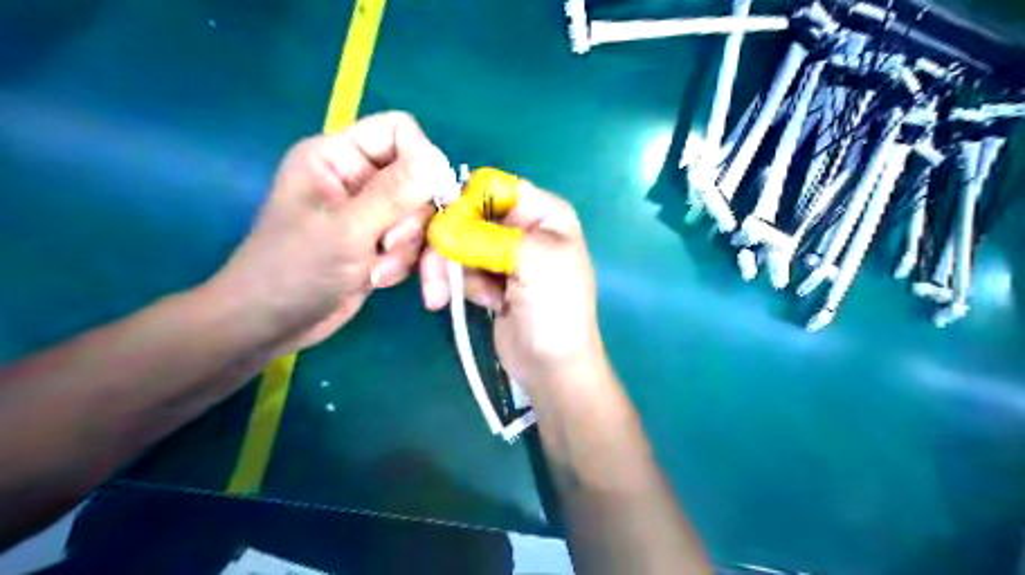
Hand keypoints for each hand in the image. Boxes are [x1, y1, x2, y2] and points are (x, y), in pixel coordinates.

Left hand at [210, 109, 451, 349]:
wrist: (272, 325)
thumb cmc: (294, 270)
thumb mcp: (347, 229)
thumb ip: (394, 193)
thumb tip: (440, 161)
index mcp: (338, 156)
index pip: (399, 132)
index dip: (423, 160)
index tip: (434, 197)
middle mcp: (358, 178)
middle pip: (418, 182)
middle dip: (412, 222)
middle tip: (389, 247)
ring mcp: (371, 212)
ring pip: (421, 218)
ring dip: (410, 251)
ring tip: (380, 276)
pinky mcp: (380, 242)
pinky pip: (414, 244)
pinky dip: (408, 265)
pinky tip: (381, 282)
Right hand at [420, 181, 601, 393]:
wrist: (553, 368)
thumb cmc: (555, 311)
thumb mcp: (532, 263)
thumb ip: (486, 236)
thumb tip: (441, 225)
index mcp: (543, 212)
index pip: (490, 188)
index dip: (462, 205)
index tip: (441, 231)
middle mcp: (522, 227)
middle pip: (467, 216)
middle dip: (444, 246)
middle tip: (429, 279)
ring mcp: (503, 254)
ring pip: (457, 243)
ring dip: (445, 271)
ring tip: (439, 298)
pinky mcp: (488, 279)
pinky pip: (459, 268)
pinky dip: (456, 284)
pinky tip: (483, 304)